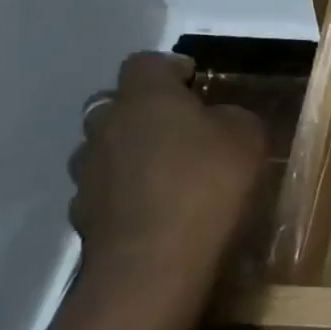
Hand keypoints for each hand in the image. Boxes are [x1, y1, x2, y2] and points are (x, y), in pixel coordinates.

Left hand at [67, 53, 268, 298]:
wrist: (154, 267)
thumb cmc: (207, 185)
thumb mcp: (248, 137)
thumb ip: (233, 117)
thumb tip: (219, 119)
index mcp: (145, 97)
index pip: (145, 62)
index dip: (169, 68)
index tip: (194, 81)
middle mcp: (106, 127)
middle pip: (114, 105)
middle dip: (142, 113)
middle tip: (178, 129)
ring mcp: (87, 175)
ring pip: (103, 151)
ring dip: (127, 155)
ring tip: (163, 175)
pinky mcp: (82, 219)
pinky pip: (104, 194)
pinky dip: (123, 197)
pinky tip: (153, 213)